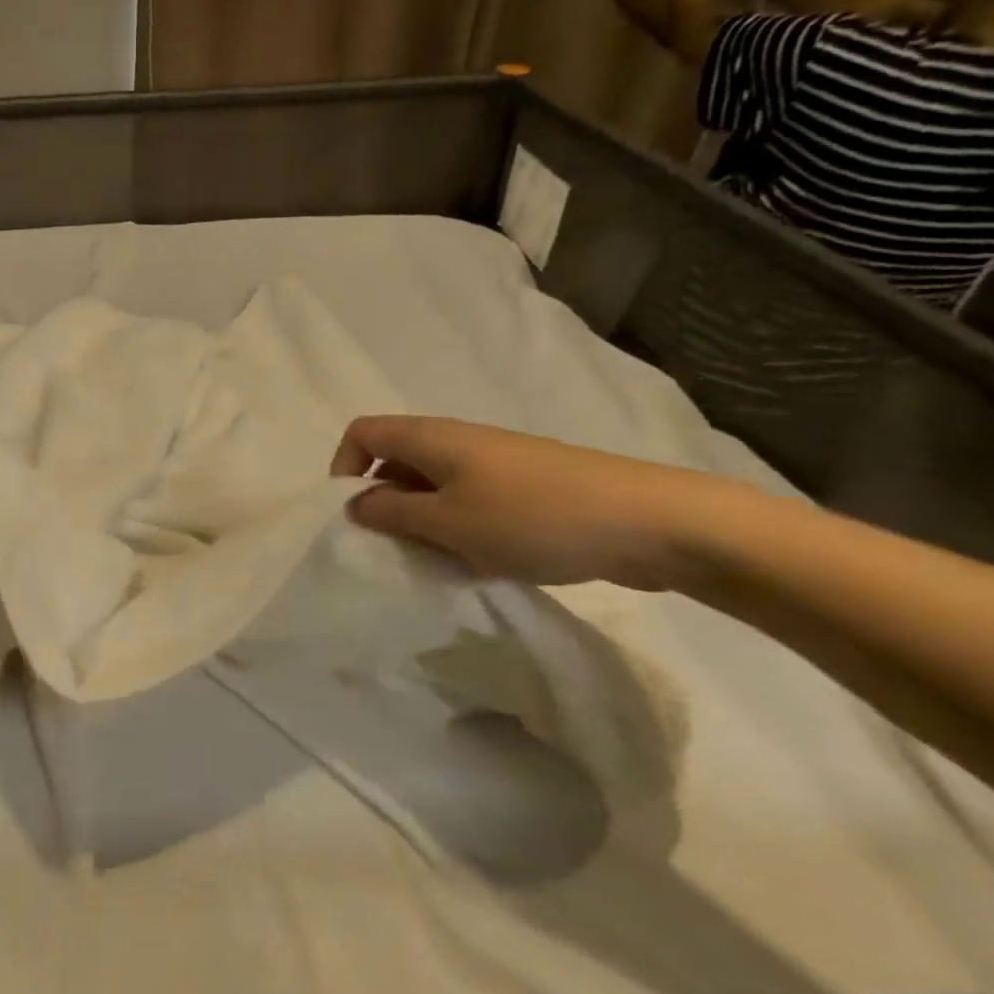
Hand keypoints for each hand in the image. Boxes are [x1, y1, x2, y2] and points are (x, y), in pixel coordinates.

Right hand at [330, 415, 747, 589]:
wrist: (649, 522)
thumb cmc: (531, 518)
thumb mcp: (447, 522)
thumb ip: (392, 512)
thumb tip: (356, 504)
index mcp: (431, 437)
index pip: (363, 433)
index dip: (344, 467)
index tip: (355, 515)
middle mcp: (457, 440)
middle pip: (396, 459)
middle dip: (384, 502)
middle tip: (397, 548)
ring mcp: (494, 462)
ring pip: (433, 485)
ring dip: (423, 520)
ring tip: (441, 560)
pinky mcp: (524, 486)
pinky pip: (469, 499)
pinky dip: (459, 527)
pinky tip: (481, 560)